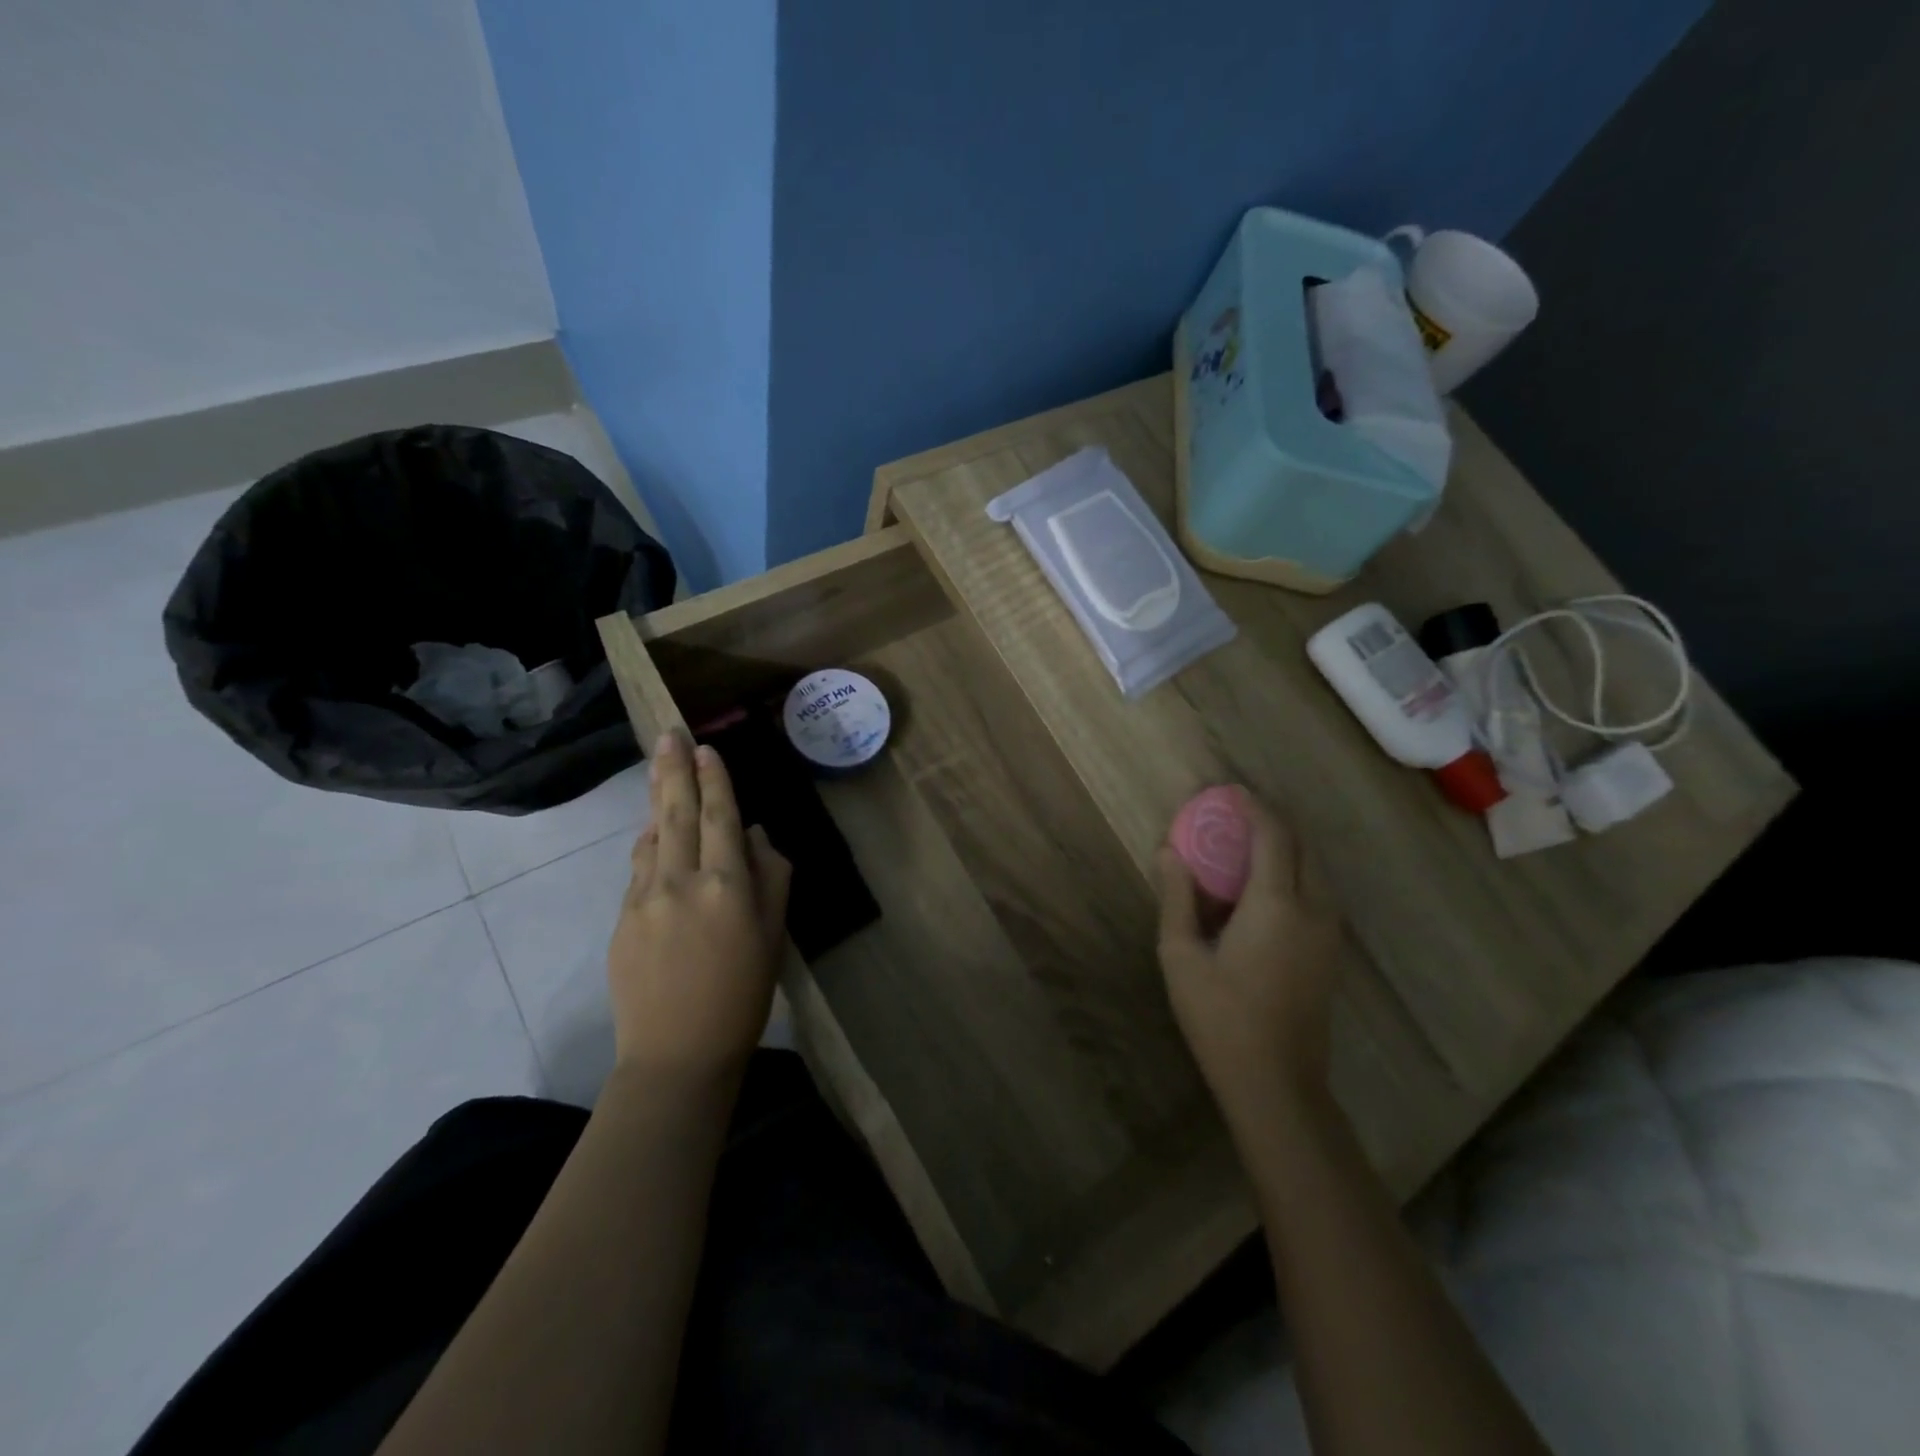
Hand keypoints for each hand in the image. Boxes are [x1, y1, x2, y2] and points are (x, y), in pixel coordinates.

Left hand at [607, 728, 791, 1080]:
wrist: (677, 1056)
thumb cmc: (743, 996)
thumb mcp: (774, 936)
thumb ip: (770, 878)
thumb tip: (754, 836)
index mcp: (726, 886)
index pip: (720, 817)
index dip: (714, 779)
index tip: (707, 748)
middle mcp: (680, 882)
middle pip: (677, 813)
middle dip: (674, 768)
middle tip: (668, 733)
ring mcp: (643, 900)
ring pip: (651, 837)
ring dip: (658, 799)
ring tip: (660, 768)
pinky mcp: (621, 921)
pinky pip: (638, 869)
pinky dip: (648, 843)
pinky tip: (654, 833)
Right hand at [1156, 788, 1344, 1129]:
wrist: (1276, 1082)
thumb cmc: (1220, 1017)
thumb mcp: (1181, 955)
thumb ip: (1177, 897)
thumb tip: (1168, 852)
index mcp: (1276, 904)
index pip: (1273, 836)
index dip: (1253, 807)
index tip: (1229, 791)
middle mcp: (1313, 908)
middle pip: (1303, 845)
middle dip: (1273, 821)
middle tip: (1237, 814)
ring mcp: (1329, 932)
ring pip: (1316, 868)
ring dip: (1287, 846)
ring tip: (1250, 844)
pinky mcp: (1331, 952)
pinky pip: (1319, 892)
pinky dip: (1296, 871)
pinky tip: (1265, 886)